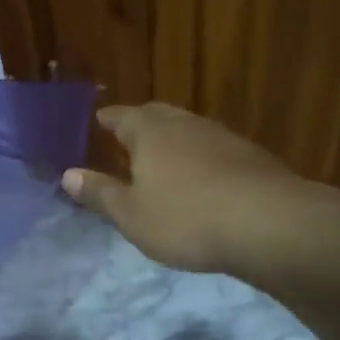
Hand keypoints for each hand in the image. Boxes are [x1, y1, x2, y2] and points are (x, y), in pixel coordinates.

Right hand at [63, 102, 339, 273]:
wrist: (271, 224)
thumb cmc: (186, 219)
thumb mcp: (131, 215)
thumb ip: (100, 193)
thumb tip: (68, 174)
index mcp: (150, 132)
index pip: (121, 116)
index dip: (108, 119)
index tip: (97, 120)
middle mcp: (185, 124)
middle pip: (157, 115)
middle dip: (140, 123)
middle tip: (126, 134)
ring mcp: (222, 137)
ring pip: (188, 129)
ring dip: (173, 139)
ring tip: (162, 157)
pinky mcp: (251, 156)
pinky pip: (214, 148)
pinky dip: (200, 157)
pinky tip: (203, 178)